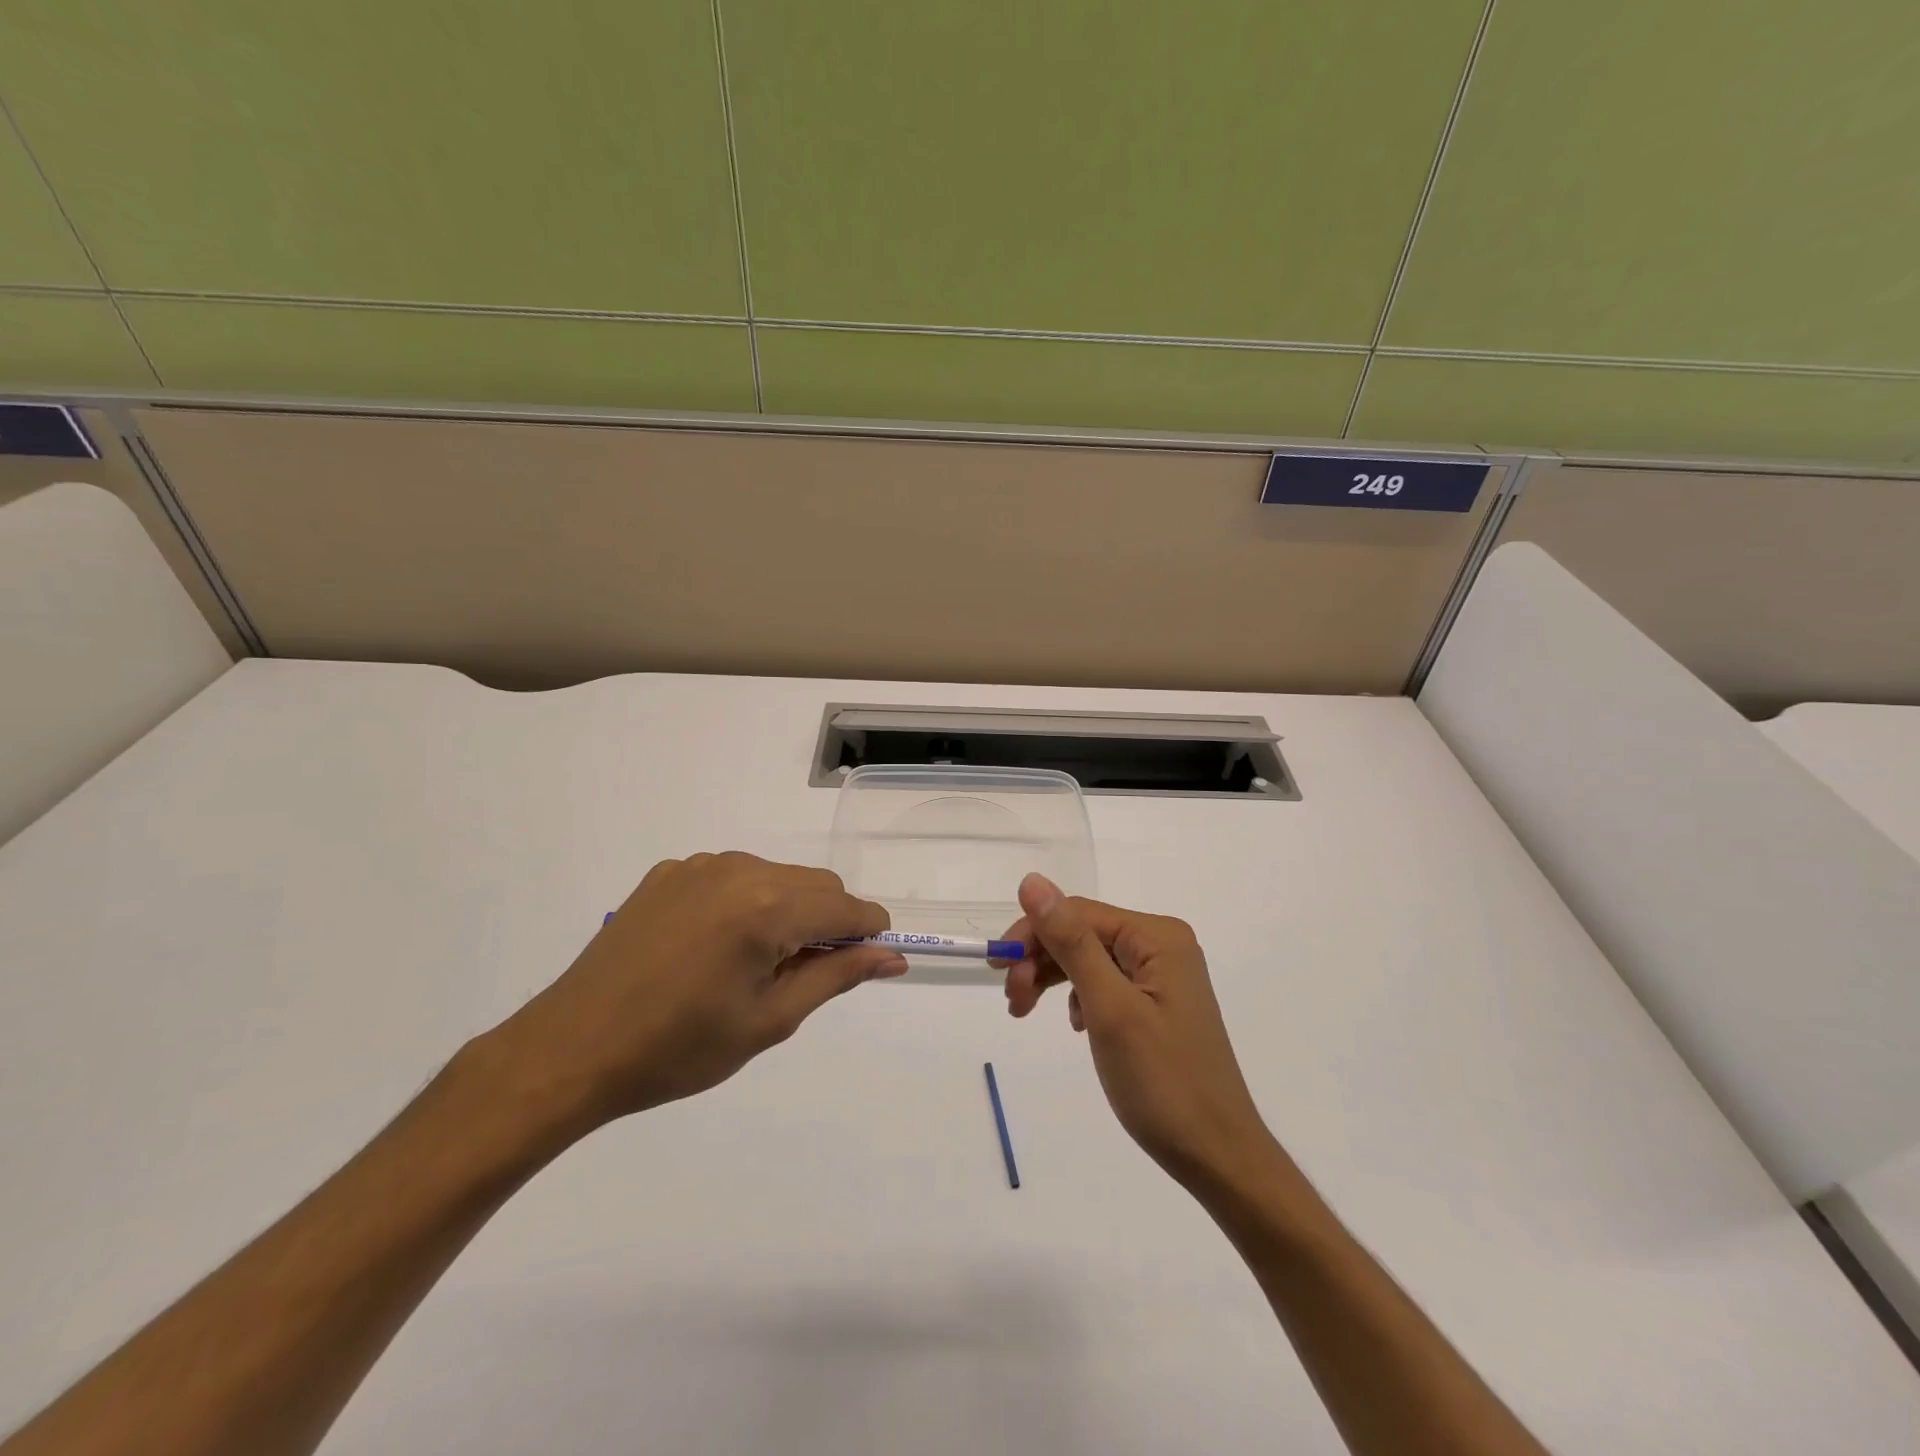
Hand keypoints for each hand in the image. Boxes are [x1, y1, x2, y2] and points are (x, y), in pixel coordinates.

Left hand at [492, 852, 904, 1133]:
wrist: (573, 1049)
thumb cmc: (680, 1048)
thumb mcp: (770, 1020)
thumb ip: (837, 976)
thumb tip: (891, 955)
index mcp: (769, 907)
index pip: (847, 906)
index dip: (866, 934)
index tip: (864, 963)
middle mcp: (740, 869)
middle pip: (815, 884)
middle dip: (827, 922)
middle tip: (800, 977)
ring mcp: (700, 866)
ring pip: (776, 876)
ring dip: (786, 910)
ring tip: (751, 965)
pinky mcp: (669, 872)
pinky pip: (732, 876)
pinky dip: (745, 902)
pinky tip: (713, 946)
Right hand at [1000, 873, 1273, 1187]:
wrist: (1217, 1157)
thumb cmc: (1163, 1082)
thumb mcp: (1109, 1009)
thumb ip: (1070, 942)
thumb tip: (1031, 881)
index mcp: (1157, 936)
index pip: (1078, 913)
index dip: (1032, 934)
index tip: (998, 972)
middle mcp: (1162, 945)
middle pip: (1082, 934)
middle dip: (1040, 959)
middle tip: (1013, 1001)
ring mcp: (1161, 975)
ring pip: (1089, 958)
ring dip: (1052, 979)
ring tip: (1024, 1011)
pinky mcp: (1156, 1003)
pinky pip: (1104, 983)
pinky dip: (1078, 998)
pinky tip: (1074, 1025)